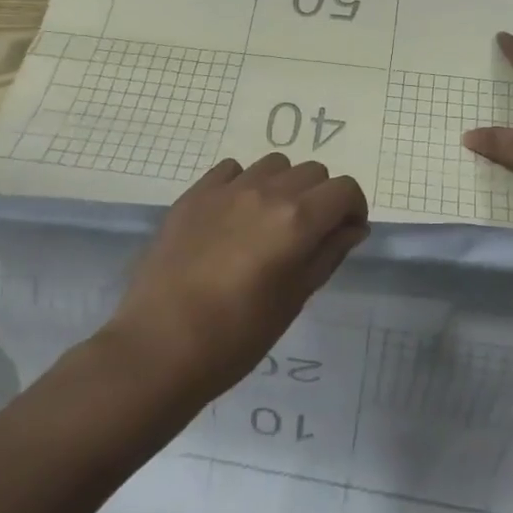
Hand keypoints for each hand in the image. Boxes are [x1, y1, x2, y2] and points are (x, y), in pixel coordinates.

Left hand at [107, 154, 368, 398]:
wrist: (159, 347)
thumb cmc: (237, 336)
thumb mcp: (295, 299)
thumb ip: (329, 254)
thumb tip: (353, 228)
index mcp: (298, 220)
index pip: (345, 190)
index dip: (353, 209)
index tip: (346, 232)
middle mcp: (267, 192)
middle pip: (312, 172)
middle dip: (321, 197)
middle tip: (308, 233)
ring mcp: (227, 189)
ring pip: (275, 164)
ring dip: (284, 185)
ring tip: (270, 221)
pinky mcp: (195, 193)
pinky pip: (232, 170)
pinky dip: (245, 183)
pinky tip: (235, 215)